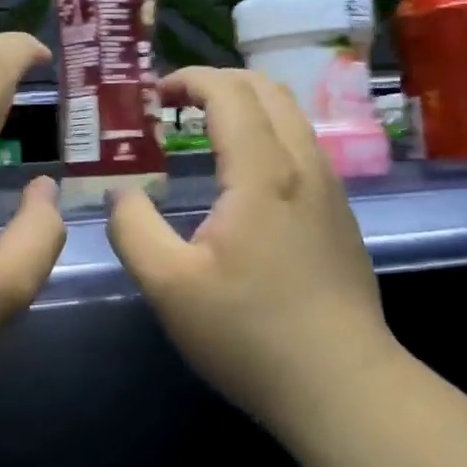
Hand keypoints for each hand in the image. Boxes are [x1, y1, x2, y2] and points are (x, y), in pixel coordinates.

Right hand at [107, 68, 396, 432]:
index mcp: (262, 171)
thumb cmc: (250, 334)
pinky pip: (302, 144)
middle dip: (216, 82)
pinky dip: (266, 131)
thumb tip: (122, 192)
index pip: (229, 91)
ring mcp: (329, 187)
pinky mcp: (339, 212)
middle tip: (174, 106)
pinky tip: (242, 175)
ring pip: (290, 114)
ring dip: (245, 104)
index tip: (152, 96)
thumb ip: (133, 228)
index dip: (188, 79)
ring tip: (204, 131)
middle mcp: (302, 163)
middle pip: (265, 88)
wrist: (344, 387)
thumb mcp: (168, 286)